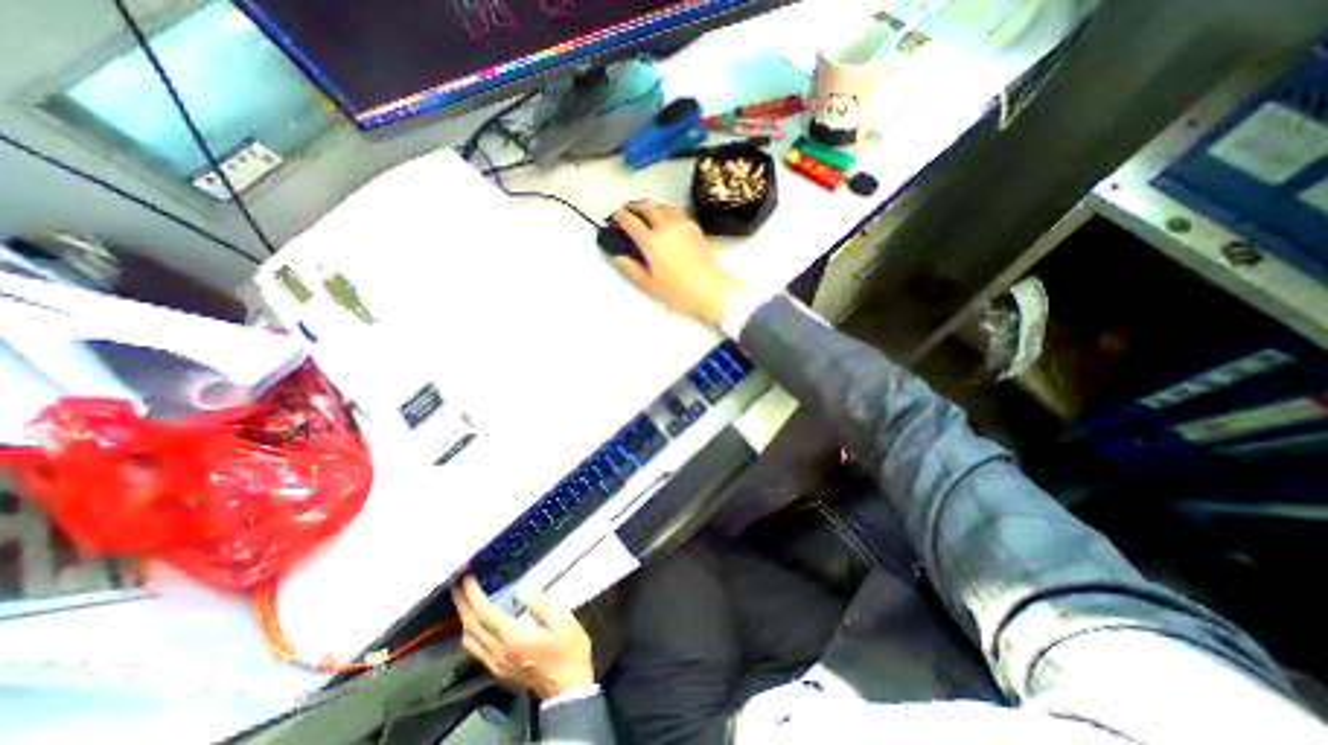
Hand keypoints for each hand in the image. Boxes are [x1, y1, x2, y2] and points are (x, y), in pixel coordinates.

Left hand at [447, 575, 592, 698]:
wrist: (568, 688)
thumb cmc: (569, 650)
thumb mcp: (563, 621)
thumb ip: (541, 604)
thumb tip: (523, 590)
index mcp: (513, 638)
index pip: (485, 613)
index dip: (473, 595)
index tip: (467, 578)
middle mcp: (498, 652)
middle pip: (471, 626)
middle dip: (462, 603)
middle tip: (458, 583)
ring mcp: (496, 663)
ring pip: (469, 640)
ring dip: (464, 617)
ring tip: (465, 598)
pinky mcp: (498, 669)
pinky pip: (475, 648)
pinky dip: (470, 631)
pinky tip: (475, 622)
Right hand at [611, 197, 744, 326]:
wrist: (711, 290)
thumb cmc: (681, 292)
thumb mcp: (650, 285)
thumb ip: (631, 269)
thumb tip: (619, 257)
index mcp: (652, 242)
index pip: (630, 221)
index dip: (619, 217)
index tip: (615, 217)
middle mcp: (666, 228)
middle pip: (646, 206)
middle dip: (633, 206)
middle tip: (627, 211)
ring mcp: (682, 226)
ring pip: (662, 206)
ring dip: (651, 206)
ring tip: (646, 213)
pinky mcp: (695, 228)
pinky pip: (676, 211)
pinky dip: (666, 211)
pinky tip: (666, 219)